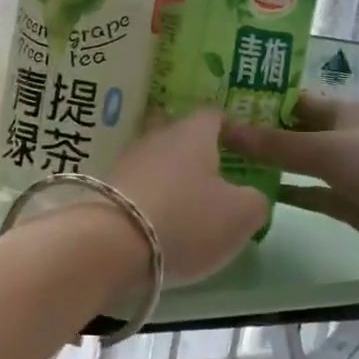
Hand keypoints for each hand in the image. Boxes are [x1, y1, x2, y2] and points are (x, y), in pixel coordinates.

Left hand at [104, 109, 268, 283]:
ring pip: (154, 158)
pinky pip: (136, 184)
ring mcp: (126, 161)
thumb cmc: (186, 220)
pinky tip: (157, 216)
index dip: (229, 127)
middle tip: (213, 170)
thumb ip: (255, 200)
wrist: (110, 244)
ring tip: (186, 199)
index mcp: (192, 133)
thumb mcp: (241, 215)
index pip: (213, 115)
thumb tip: (249, 196)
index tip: (241, 144)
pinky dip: (149, 195)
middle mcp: (155, 138)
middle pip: (176, 132)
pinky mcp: (104, 188)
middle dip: (193, 148)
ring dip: (168, 174)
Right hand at [223, 95, 358, 257]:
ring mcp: (340, 169)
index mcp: (338, 110)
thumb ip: (273, 144)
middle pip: (287, 130)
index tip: (215, 103)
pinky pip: (305, 192)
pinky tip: (251, 193)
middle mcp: (337, 135)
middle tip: (206, 136)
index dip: (255, 99)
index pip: (287, 99)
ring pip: (294, 162)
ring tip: (219, 163)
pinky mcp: (343, 200)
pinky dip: (283, 192)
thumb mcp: (324, 150)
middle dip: (254, 132)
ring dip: (265, 163)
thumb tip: (222, 129)